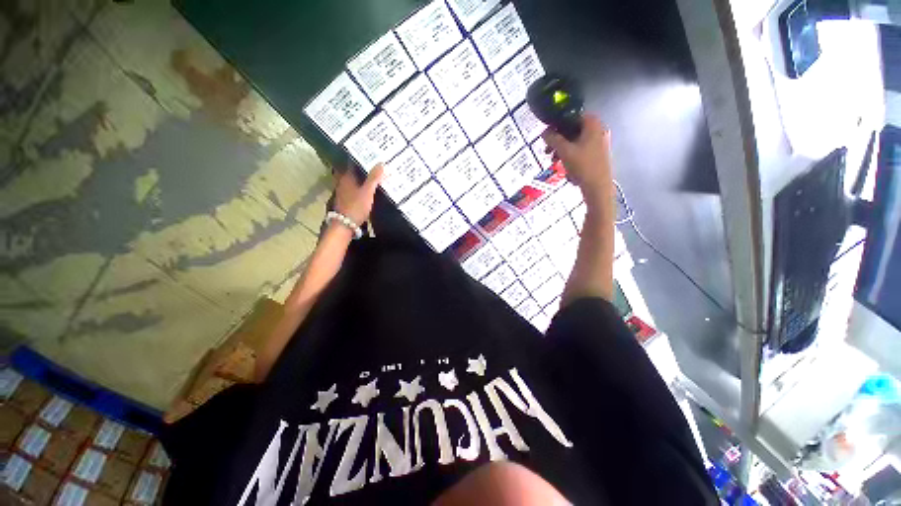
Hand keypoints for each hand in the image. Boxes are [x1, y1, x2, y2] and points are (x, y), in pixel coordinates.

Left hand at [334, 164, 384, 225]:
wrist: (345, 225)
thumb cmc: (356, 206)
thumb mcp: (368, 191)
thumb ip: (374, 178)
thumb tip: (381, 163)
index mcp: (346, 177)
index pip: (353, 162)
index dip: (362, 158)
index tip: (372, 155)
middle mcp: (342, 182)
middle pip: (354, 172)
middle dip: (364, 169)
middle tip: (376, 165)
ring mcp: (343, 192)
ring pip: (354, 181)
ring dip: (363, 179)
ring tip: (375, 176)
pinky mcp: (346, 200)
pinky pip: (355, 189)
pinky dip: (362, 188)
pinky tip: (369, 190)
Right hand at [542, 114, 611, 198]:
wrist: (598, 187)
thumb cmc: (583, 165)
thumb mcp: (564, 151)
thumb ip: (553, 139)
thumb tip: (544, 132)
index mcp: (593, 124)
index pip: (573, 116)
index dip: (558, 124)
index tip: (548, 134)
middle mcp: (598, 130)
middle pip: (573, 130)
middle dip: (558, 140)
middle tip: (547, 150)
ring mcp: (599, 143)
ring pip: (576, 142)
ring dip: (562, 149)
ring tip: (553, 161)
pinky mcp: (598, 155)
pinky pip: (581, 150)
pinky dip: (570, 155)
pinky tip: (563, 166)